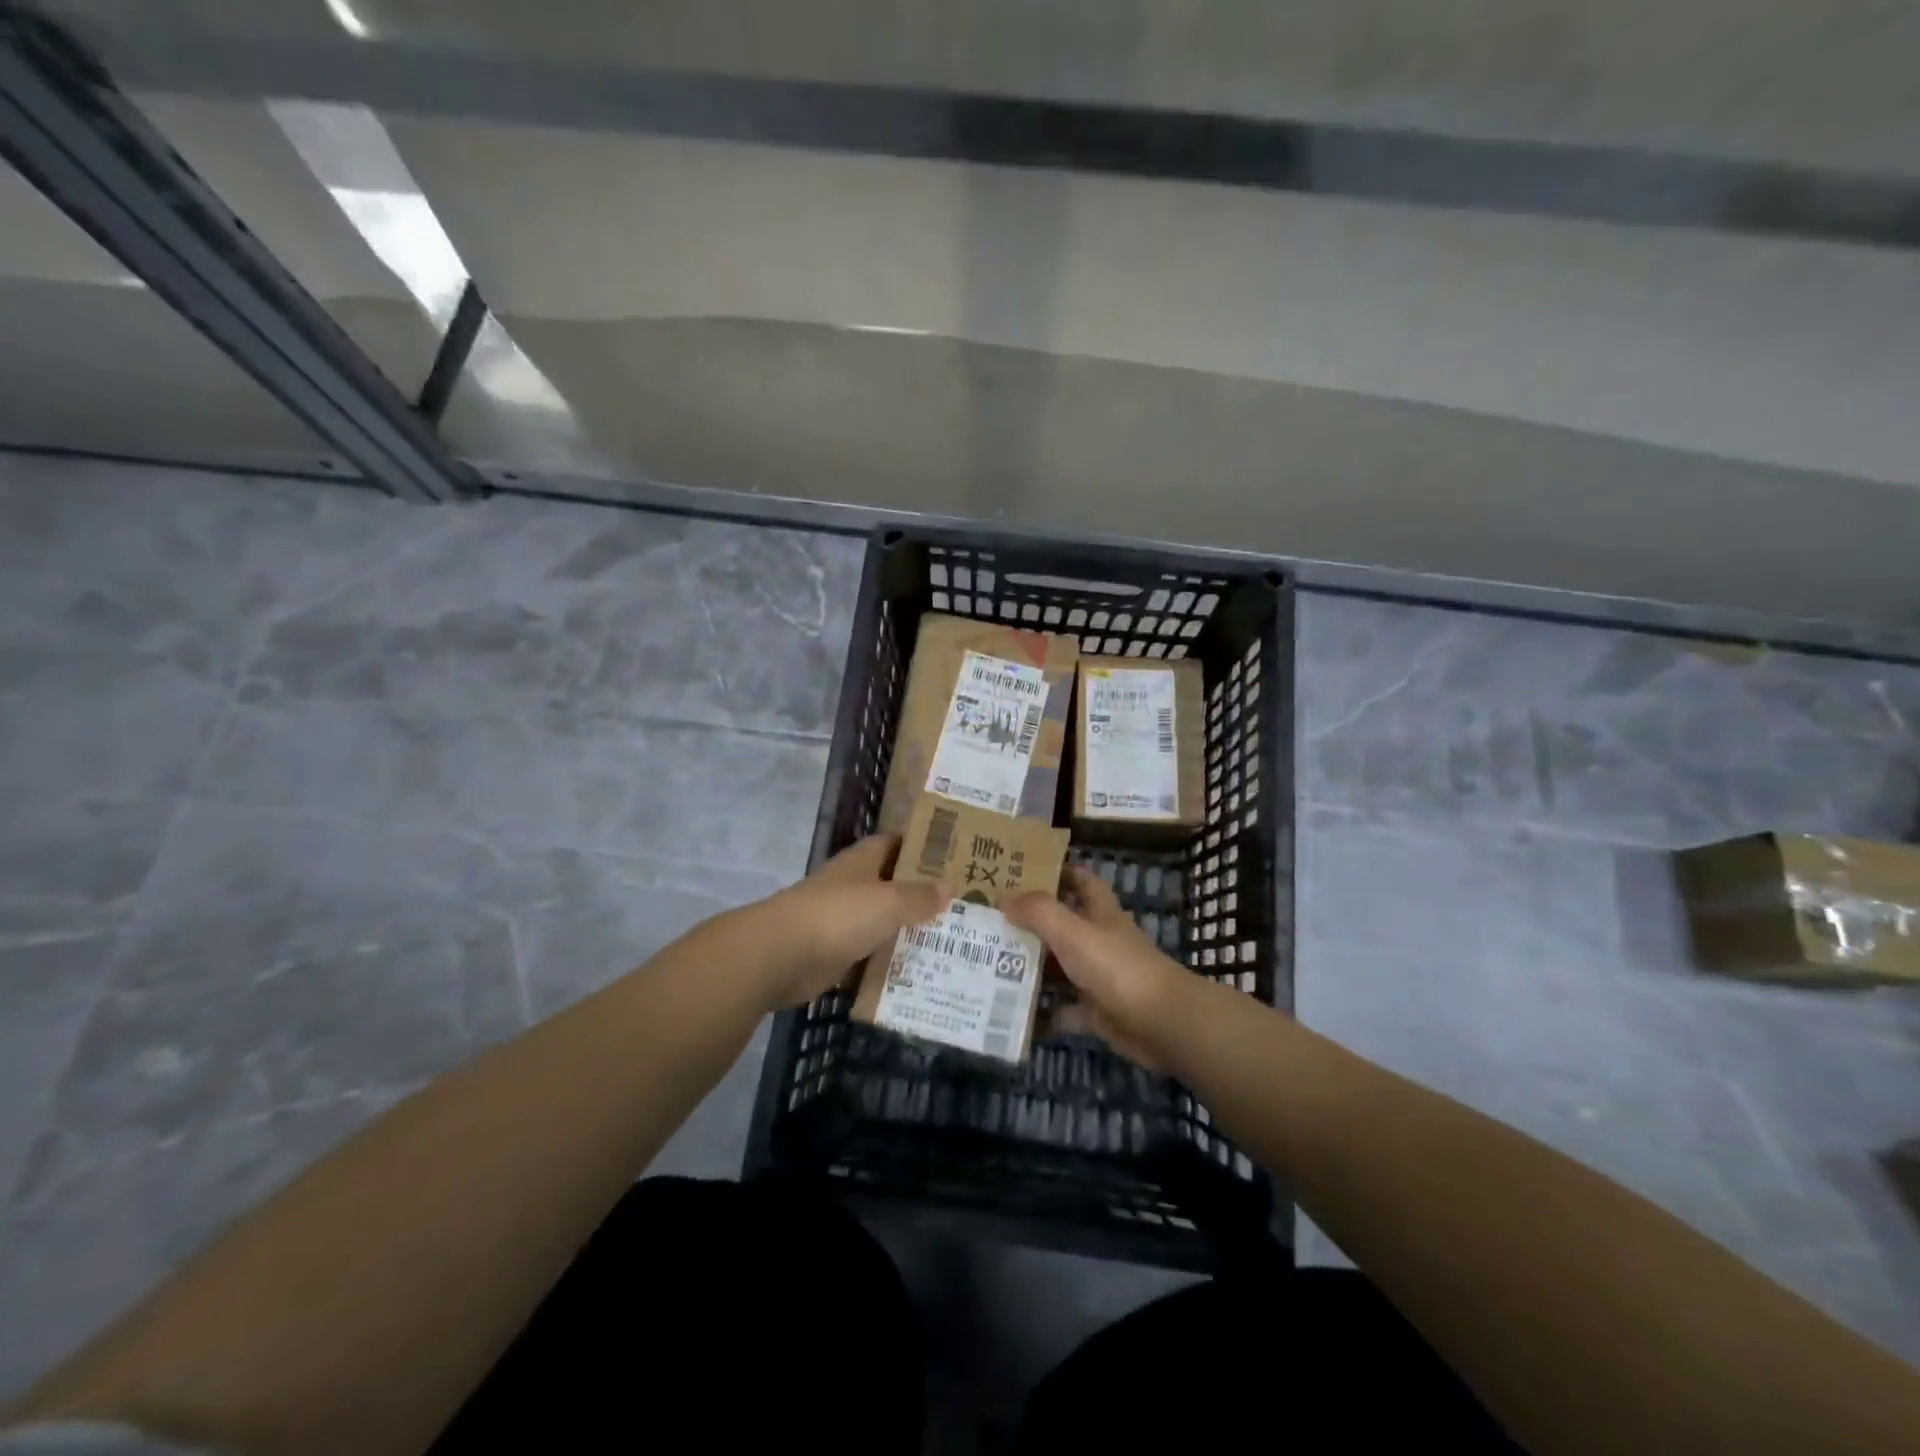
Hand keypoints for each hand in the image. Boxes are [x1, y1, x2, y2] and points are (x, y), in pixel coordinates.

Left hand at [743, 835, 950, 1008]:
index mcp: (863, 862)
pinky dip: (890, 961)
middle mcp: (853, 886)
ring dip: (909, 929)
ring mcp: (842, 920)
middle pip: (893, 884)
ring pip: (883, 921)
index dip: (922, 847)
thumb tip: (949, 886)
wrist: (780, 956)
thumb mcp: (888, 901)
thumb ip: (919, 896)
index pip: (895, 844)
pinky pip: (870, 954)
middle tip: (965, 903)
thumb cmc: (838, 915)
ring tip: (953, 939)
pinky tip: (920, 970)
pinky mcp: (835, 953)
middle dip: (922, 893)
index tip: (955, 856)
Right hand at [1007, 866, 1196, 1069]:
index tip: (1019, 872)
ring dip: (1030, 968)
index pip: (1079, 880)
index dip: (1055, 872)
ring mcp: (1098, 977)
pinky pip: (1063, 1010)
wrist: (1162, 1024)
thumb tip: (1004, 900)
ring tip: (987, 965)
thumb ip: (1038, 912)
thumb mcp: (1073, 932)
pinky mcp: (1097, 1012)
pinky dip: (1042, 1014)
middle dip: (1029, 923)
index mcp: (1099, 912)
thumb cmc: (1117, 968)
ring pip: (1058, 967)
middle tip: (988, 921)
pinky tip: (1012, 1014)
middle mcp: (1099, 940)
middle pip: (1061, 924)